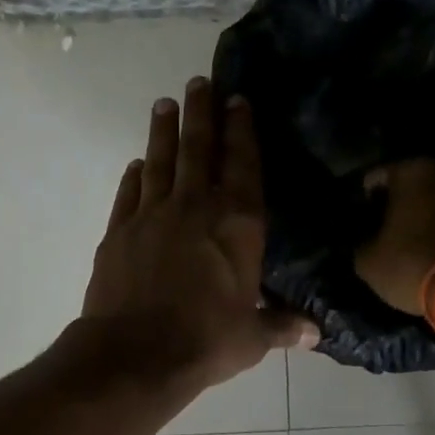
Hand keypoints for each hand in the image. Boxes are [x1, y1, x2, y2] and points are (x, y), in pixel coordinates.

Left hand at [83, 78, 316, 392]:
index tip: (237, 100)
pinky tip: (136, 165)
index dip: (241, 130)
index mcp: (238, 224)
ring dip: (164, 132)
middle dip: (201, 113)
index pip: (243, 165)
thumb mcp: (252, 338)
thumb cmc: (206, 341)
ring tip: (164, 104)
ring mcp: (152, 215)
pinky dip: (134, 177)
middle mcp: (196, 208)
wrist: (136, 353)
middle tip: (198, 82)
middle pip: (199, 149)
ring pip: (160, 162)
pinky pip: (128, 193)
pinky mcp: (118, 231)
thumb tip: (316, 334)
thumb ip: (282, 326)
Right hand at [355, 158, 434, 313]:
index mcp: (411, 171)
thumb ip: (364, 241)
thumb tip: (367, 240)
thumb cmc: (412, 262)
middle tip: (387, 229)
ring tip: (414, 242)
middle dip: (401, 204)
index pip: (376, 177)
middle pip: (413, 185)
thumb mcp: (368, 260)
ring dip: (428, 216)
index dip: (365, 199)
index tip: (362, 219)